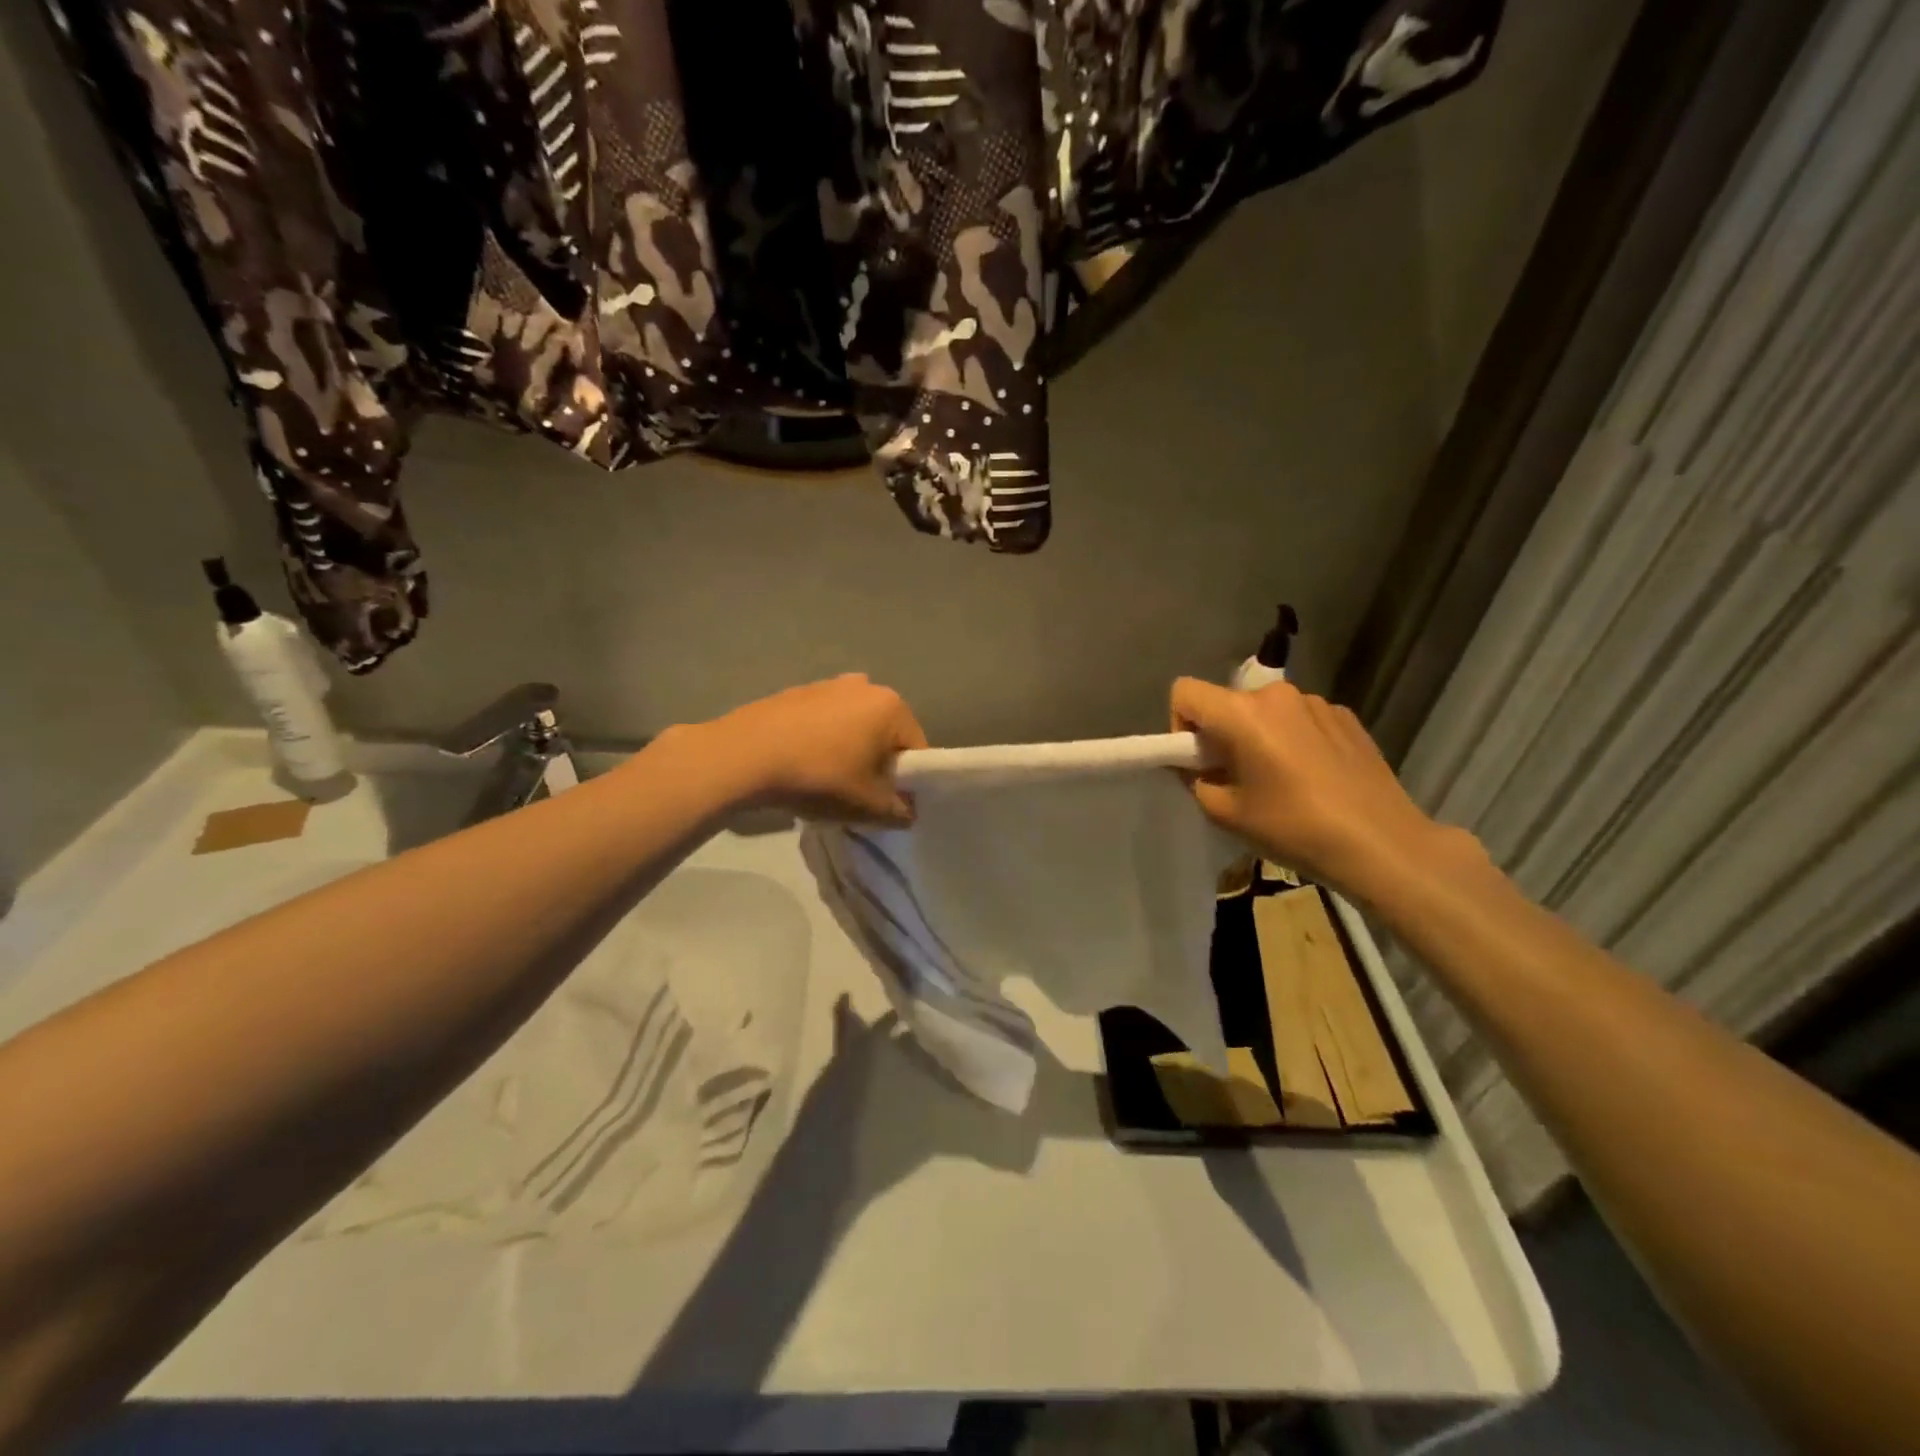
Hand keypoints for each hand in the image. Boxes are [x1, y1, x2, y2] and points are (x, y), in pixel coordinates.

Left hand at [706, 674, 927, 825]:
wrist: (743, 756)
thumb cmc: (819, 777)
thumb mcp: (868, 806)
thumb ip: (899, 812)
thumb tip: (907, 811)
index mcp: (891, 706)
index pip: (916, 749)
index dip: (907, 782)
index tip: (888, 804)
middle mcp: (864, 686)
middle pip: (884, 734)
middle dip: (877, 763)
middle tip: (858, 794)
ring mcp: (827, 684)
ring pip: (852, 726)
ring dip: (848, 751)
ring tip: (826, 781)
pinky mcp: (795, 692)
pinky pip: (822, 722)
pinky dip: (820, 741)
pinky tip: (801, 765)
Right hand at [1170, 677, 1474, 900]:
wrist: (1382, 843)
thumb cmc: (1293, 828)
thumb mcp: (1225, 813)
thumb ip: (1195, 781)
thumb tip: (1196, 766)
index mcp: (1242, 713)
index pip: (1185, 691)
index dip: (1179, 723)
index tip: (1198, 759)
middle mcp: (1277, 695)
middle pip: (1228, 702)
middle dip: (1222, 734)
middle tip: (1236, 778)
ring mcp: (1317, 702)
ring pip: (1266, 712)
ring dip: (1260, 736)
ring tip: (1280, 780)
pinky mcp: (1346, 716)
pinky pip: (1301, 720)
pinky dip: (1294, 740)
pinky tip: (1314, 777)